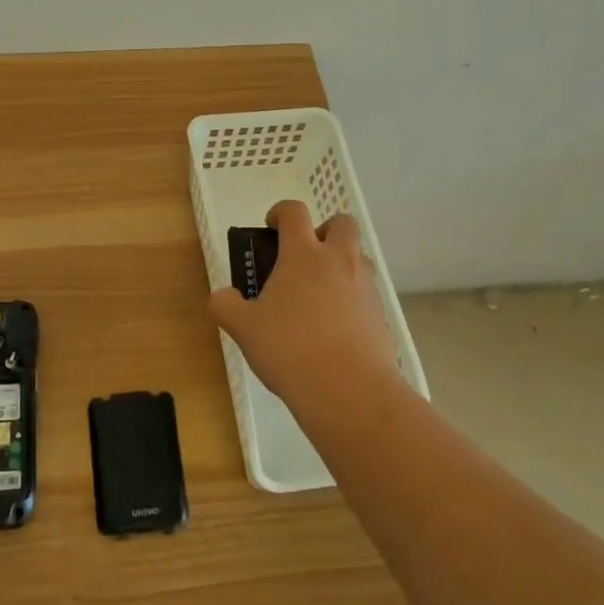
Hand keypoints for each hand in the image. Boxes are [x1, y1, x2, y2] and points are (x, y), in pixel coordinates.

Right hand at [208, 200, 401, 414]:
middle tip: (303, 258)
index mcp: (304, 255)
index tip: (271, 228)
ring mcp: (365, 288)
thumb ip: (226, 306)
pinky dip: (351, 300)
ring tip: (318, 297)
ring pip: (358, 258)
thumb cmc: (290, 349)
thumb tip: (222, 296)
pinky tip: (333, 329)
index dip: (280, 213)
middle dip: (323, 231)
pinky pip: (366, 294)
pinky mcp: (381, 316)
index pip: (294, 212)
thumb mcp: (244, 329)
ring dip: (340, 265)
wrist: (351, 392)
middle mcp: (339, 261)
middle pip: (341, 223)